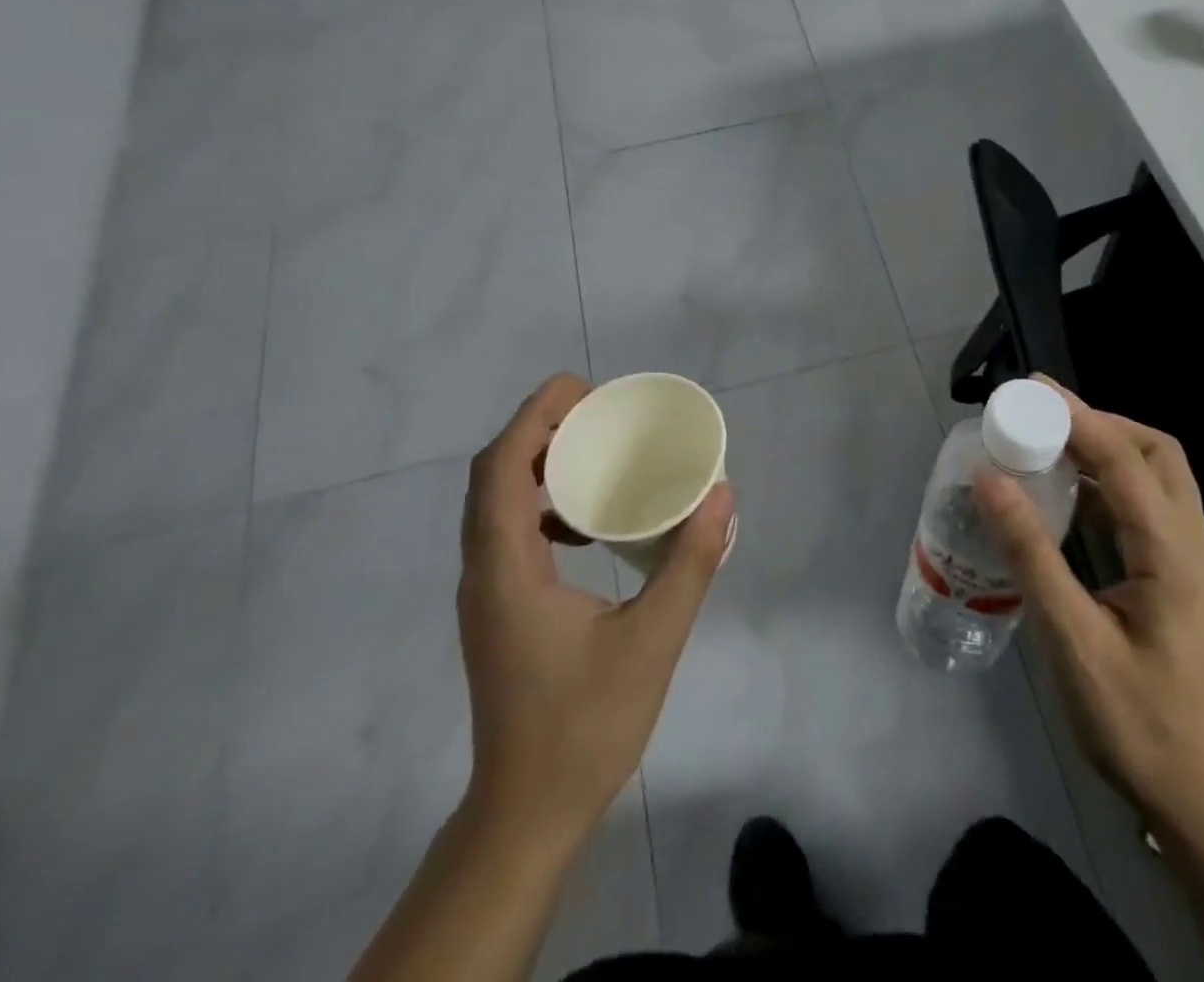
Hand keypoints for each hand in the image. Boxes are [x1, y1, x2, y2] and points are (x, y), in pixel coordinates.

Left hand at [455, 373, 734, 846]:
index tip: (585, 390)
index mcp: (507, 568)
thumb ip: (690, 563)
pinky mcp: (498, 609)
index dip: (535, 416)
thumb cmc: (586, 726)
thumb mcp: (653, 640)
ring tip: (594, 454)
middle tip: (598, 414)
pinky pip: (508, 532)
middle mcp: (484, 570)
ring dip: (537, 465)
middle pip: (493, 474)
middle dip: (540, 430)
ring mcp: (486, 592)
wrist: (528, 813)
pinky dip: (542, 505)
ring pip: (495, 503)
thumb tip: (720, 494)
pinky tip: (588, 524)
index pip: (501, 467)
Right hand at [973, 379, 1203, 835]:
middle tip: (1042, 415)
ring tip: (1047, 442)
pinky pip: (1146, 508)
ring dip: (1105, 449)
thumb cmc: (1135, 723)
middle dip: (1100, 422)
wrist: (1200, 798)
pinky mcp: (1178, 577)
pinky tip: (1067, 495)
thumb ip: (1031, 554)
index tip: (1031, 389)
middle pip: (1157, 454)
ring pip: (1156, 477)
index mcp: (1175, 555)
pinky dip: (1108, 484)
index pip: (1127, 461)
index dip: (1079, 417)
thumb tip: (988, 480)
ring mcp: (1191, 562)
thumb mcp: (1072, 640)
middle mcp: (1193, 545)